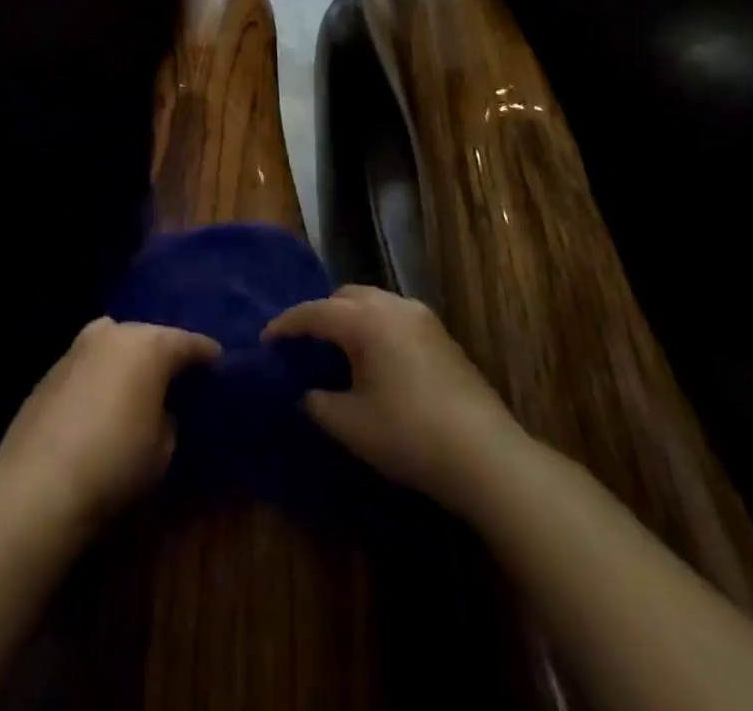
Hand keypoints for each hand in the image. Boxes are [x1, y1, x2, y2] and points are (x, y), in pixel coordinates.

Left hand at [0, 317, 219, 532]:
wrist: (39, 482)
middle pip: (150, 336)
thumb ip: (168, 417)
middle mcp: (115, 333)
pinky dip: (102, 373)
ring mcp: (79, 346)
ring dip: (129, 359)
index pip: (189, 342)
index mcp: (150, 345)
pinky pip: (90, 362)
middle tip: (178, 374)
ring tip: (139, 384)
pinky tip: (104, 399)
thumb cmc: (115, 462)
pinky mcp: (52, 367)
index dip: (206, 354)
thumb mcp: (162, 448)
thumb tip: (159, 409)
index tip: (218, 362)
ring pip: (116, 343)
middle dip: (165, 352)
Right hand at [264, 285, 526, 520]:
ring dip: (350, 319)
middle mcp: (392, 306)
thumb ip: (318, 403)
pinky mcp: (441, 335)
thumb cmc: (410, 435)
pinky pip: (394, 317)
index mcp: (365, 320)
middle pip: (345, 297)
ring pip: (372, 303)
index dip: (286, 325)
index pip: (314, 312)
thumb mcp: (351, 425)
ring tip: (337, 351)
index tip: (266, 340)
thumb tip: (307, 393)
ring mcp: (421, 317)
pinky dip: (374, 328)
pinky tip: (373, 360)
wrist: (487, 455)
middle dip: (320, 314)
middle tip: (303, 344)